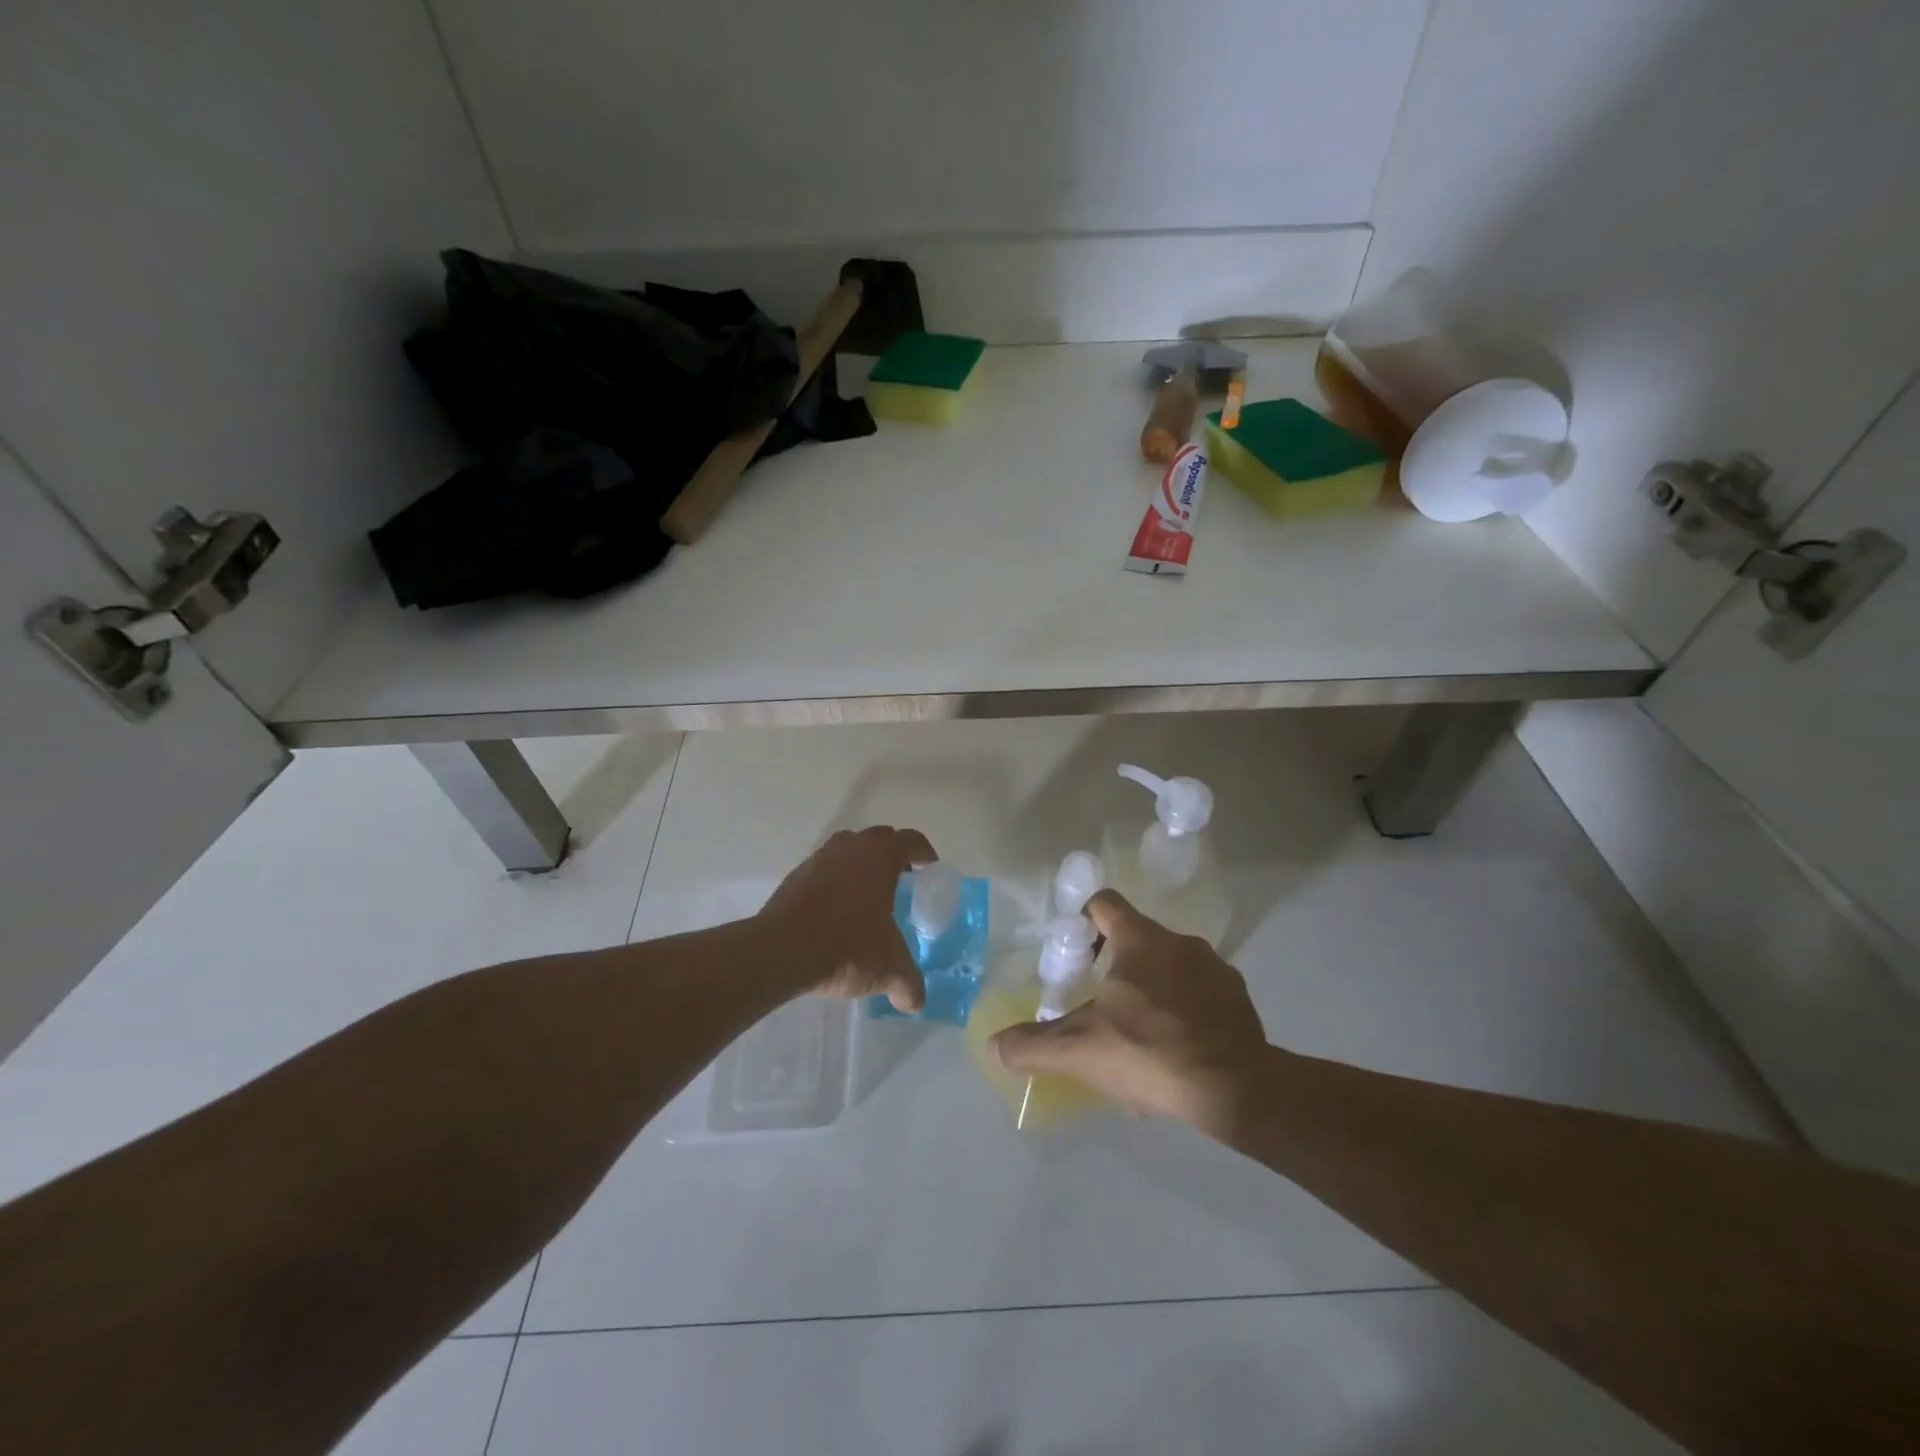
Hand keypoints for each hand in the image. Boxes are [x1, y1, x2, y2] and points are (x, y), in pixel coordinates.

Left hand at [759, 826, 936, 1011]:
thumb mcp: (889, 970)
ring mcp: (818, 860)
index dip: (924, 852)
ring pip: (846, 849)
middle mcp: (850, 848)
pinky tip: (834, 912)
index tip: (929, 869)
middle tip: (900, 881)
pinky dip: (833, 882)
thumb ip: (909, 984)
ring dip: (859, 864)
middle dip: (892, 854)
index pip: (910, 840)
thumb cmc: (846, 946)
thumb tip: (916, 1002)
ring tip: (866, 895)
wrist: (782, 951)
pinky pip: (822, 871)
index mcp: (880, 857)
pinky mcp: (794, 878)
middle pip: (878, 838)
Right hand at [992, 890, 1269, 1135]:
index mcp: (1140, 940)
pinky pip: (1200, 994)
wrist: (1235, 1089)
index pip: (1104, 903)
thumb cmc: (1149, 1052)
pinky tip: (1176, 1051)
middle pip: (1135, 939)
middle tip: (1101, 1007)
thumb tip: (994, 1045)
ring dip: (1151, 990)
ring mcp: (1215, 968)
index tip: (1075, 957)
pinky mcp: (1239, 999)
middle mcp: (1180, 942)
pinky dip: (1184, 1012)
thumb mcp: (1080, 1051)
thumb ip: (1033, 1045)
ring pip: (1169, 968)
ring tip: (1139, 1036)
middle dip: (1115, 968)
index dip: (1083, 922)